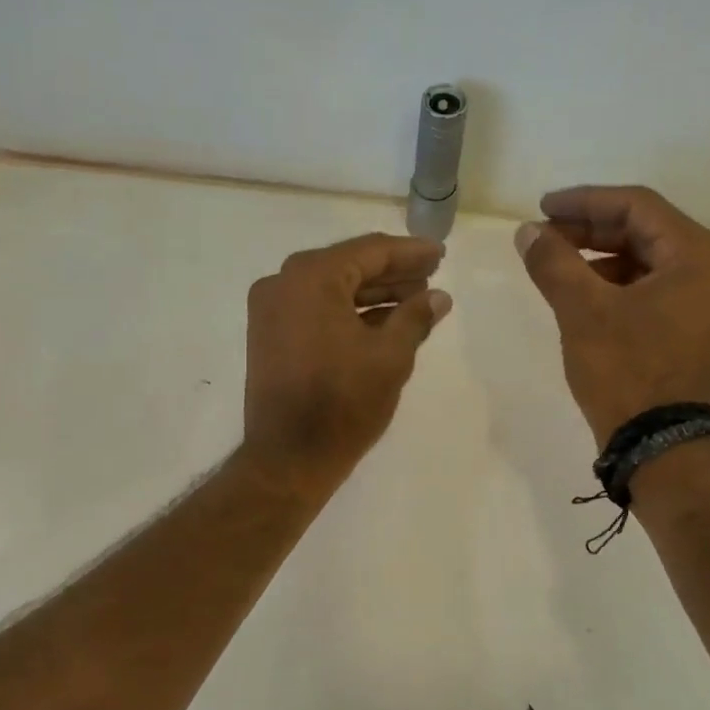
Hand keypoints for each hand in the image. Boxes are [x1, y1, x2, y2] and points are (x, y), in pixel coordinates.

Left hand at [241, 233, 451, 495]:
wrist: (289, 458)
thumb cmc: (343, 403)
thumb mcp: (390, 357)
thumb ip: (416, 317)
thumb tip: (438, 297)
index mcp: (310, 277)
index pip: (369, 251)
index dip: (410, 253)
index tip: (440, 254)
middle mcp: (283, 284)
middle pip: (348, 267)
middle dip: (392, 273)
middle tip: (432, 276)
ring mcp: (271, 311)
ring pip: (332, 290)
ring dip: (373, 294)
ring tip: (416, 300)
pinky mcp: (270, 337)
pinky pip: (316, 311)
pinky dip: (348, 313)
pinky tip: (384, 322)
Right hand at [515, 186, 709, 445]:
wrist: (659, 445)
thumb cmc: (626, 370)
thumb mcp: (582, 311)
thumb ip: (553, 263)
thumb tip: (527, 232)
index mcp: (699, 255)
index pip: (637, 207)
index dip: (585, 201)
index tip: (542, 207)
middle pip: (645, 232)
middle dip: (590, 230)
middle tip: (544, 236)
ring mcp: (708, 305)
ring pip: (648, 263)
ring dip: (601, 259)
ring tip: (557, 266)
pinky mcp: (696, 331)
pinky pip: (654, 291)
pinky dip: (617, 286)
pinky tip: (583, 296)